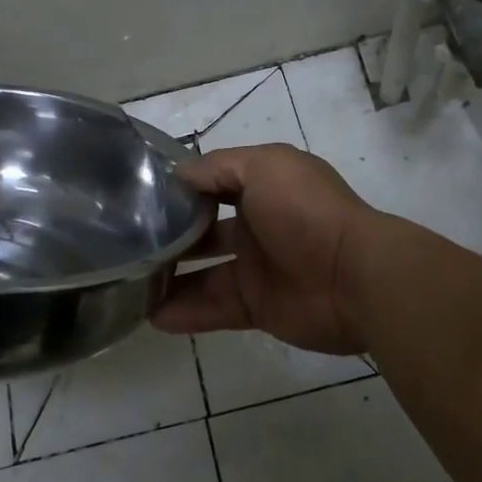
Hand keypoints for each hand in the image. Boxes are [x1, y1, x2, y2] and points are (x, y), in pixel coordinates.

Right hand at [152, 143, 380, 353]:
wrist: (354, 276)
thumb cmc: (306, 210)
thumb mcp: (264, 167)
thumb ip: (218, 168)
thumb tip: (178, 173)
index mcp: (263, 187)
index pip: (212, 184)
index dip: (180, 188)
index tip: (138, 194)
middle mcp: (258, 224)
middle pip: (203, 229)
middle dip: (170, 234)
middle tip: (127, 243)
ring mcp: (257, 268)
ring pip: (204, 273)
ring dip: (170, 278)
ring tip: (130, 282)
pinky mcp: (258, 306)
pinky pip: (214, 308)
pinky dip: (185, 312)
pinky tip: (151, 314)